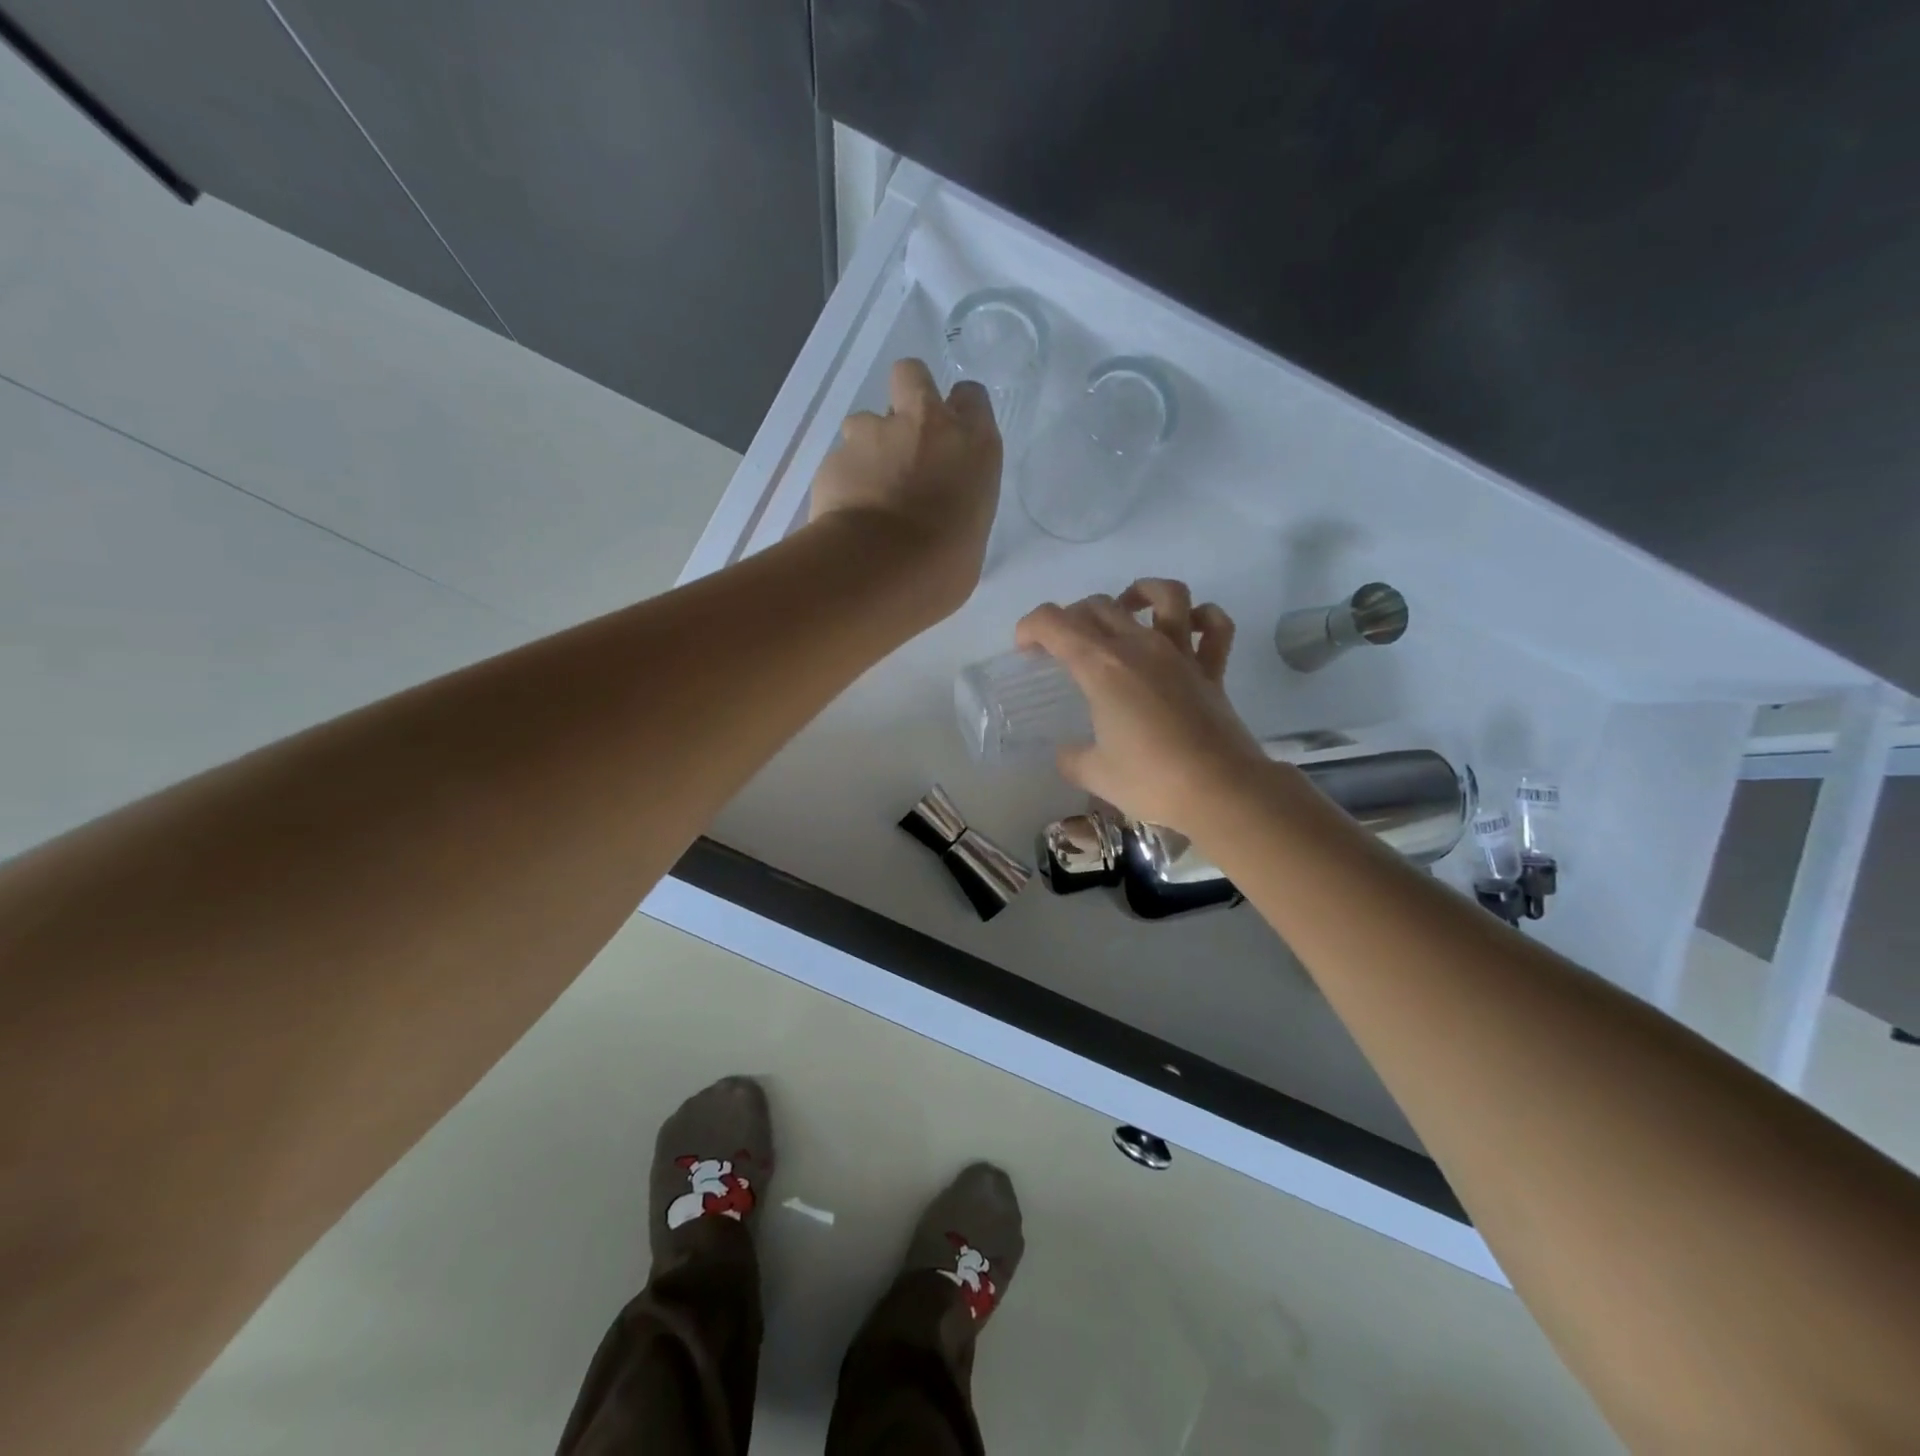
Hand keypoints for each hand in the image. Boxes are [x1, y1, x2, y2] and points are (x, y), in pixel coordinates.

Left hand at [810, 358, 1001, 614]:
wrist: (880, 570)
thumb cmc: (944, 566)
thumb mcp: (972, 532)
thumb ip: (957, 502)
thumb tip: (940, 508)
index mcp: (973, 443)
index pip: (971, 397)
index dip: (958, 412)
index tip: (951, 437)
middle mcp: (925, 424)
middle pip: (912, 375)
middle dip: (906, 396)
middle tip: (905, 438)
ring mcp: (875, 434)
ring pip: (866, 420)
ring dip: (868, 446)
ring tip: (868, 488)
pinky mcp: (836, 457)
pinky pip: (841, 460)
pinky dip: (844, 480)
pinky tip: (846, 512)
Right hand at [1016, 580, 1267, 829]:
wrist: (1220, 791)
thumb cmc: (1151, 780)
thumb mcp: (1095, 774)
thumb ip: (1072, 757)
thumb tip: (1068, 752)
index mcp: (1102, 667)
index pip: (1055, 623)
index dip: (1031, 627)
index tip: (1025, 650)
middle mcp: (1140, 647)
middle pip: (1099, 605)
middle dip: (1072, 616)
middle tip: (1064, 645)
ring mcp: (1180, 654)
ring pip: (1165, 595)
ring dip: (1140, 592)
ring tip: (1127, 609)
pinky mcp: (1211, 670)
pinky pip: (1215, 628)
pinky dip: (1203, 618)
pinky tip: (1189, 626)